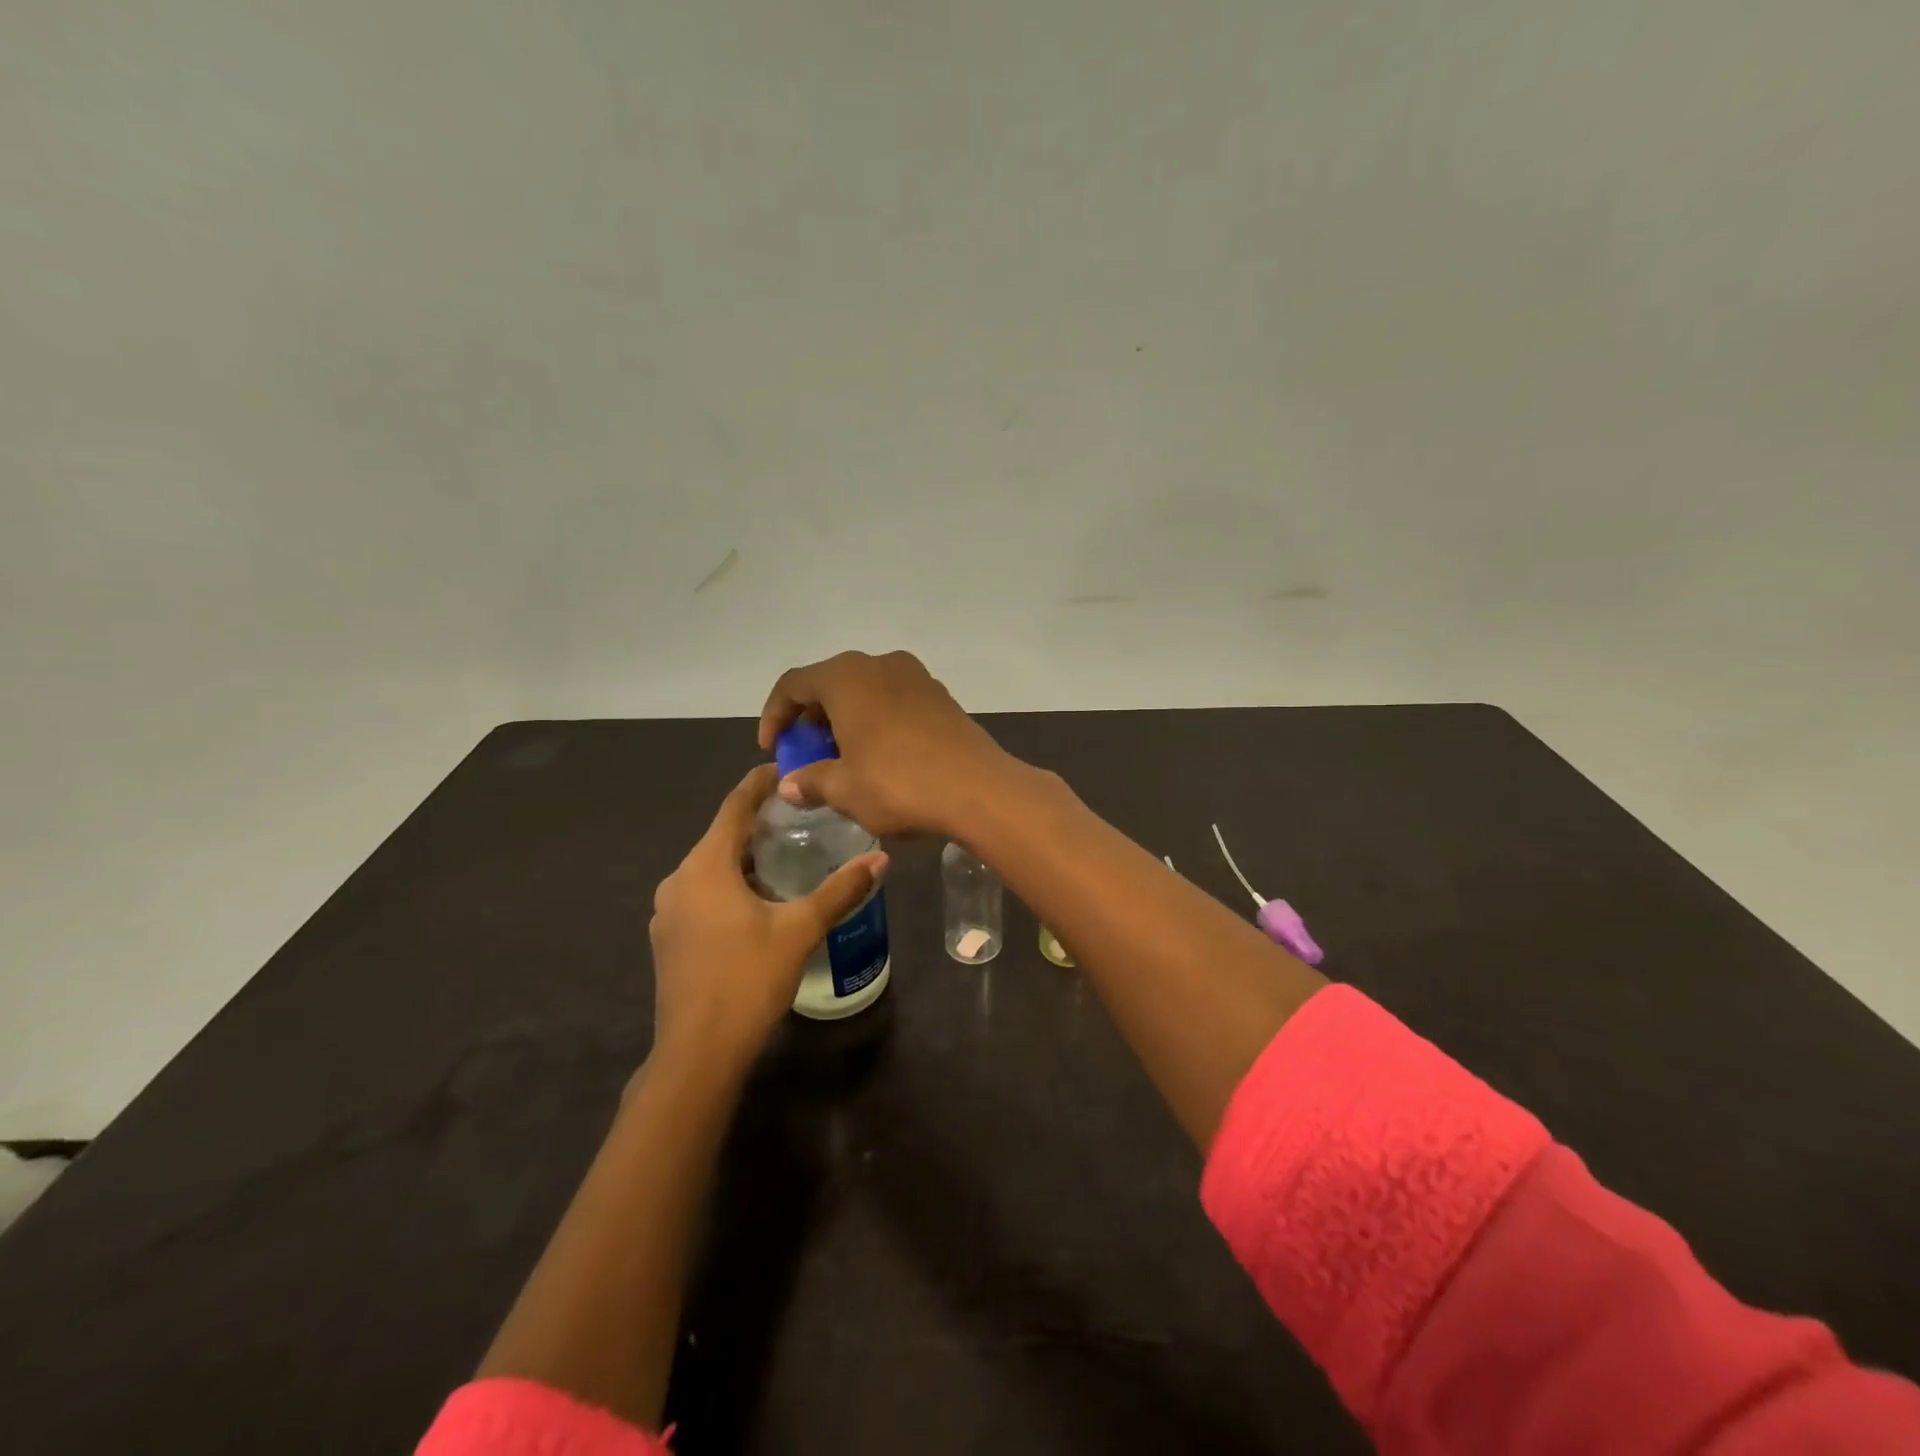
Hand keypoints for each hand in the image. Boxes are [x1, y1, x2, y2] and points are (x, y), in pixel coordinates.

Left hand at [649, 765, 887, 1069]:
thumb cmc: (748, 979)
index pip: (734, 806)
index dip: (758, 784)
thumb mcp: (800, 929)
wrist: (698, 1053)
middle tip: (799, 817)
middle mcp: (679, 880)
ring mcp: (669, 911)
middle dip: (757, 824)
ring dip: (744, 858)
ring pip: (711, 868)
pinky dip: (729, 885)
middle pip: (721, 836)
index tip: (784, 769)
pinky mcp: (669, 938)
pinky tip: (759, 902)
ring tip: (785, 856)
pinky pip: (702, 894)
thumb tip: (881, 859)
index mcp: (705, 866)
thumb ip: (840, 890)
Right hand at [757, 650, 1013, 837]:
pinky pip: (894, 700)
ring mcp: (916, 676)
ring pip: (865, 690)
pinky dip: (876, 720)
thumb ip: (810, 781)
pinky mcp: (941, 696)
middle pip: (830, 683)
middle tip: (806, 753)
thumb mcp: (845, 789)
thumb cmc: (899, 784)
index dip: (774, 715)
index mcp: (847, 676)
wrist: (979, 789)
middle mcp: (880, 664)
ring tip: (842, 757)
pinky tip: (880, 755)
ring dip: (846, 719)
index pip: (793, 684)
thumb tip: (788, 785)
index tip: (772, 749)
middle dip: (811, 718)